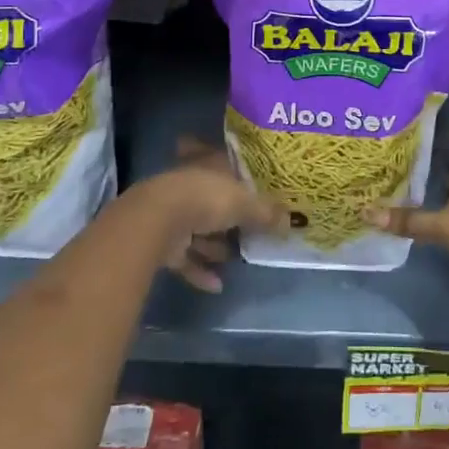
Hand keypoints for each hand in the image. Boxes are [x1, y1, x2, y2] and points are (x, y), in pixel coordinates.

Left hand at [139, 136, 285, 293]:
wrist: (158, 220)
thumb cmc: (206, 198)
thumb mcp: (245, 202)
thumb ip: (266, 213)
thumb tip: (290, 222)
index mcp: (208, 165)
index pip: (225, 164)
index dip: (238, 174)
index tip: (252, 187)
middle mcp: (190, 186)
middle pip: (212, 200)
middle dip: (228, 217)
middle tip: (249, 230)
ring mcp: (173, 214)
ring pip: (198, 230)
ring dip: (214, 246)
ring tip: (236, 259)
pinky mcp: (162, 242)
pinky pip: (185, 258)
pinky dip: (200, 271)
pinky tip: (217, 285)